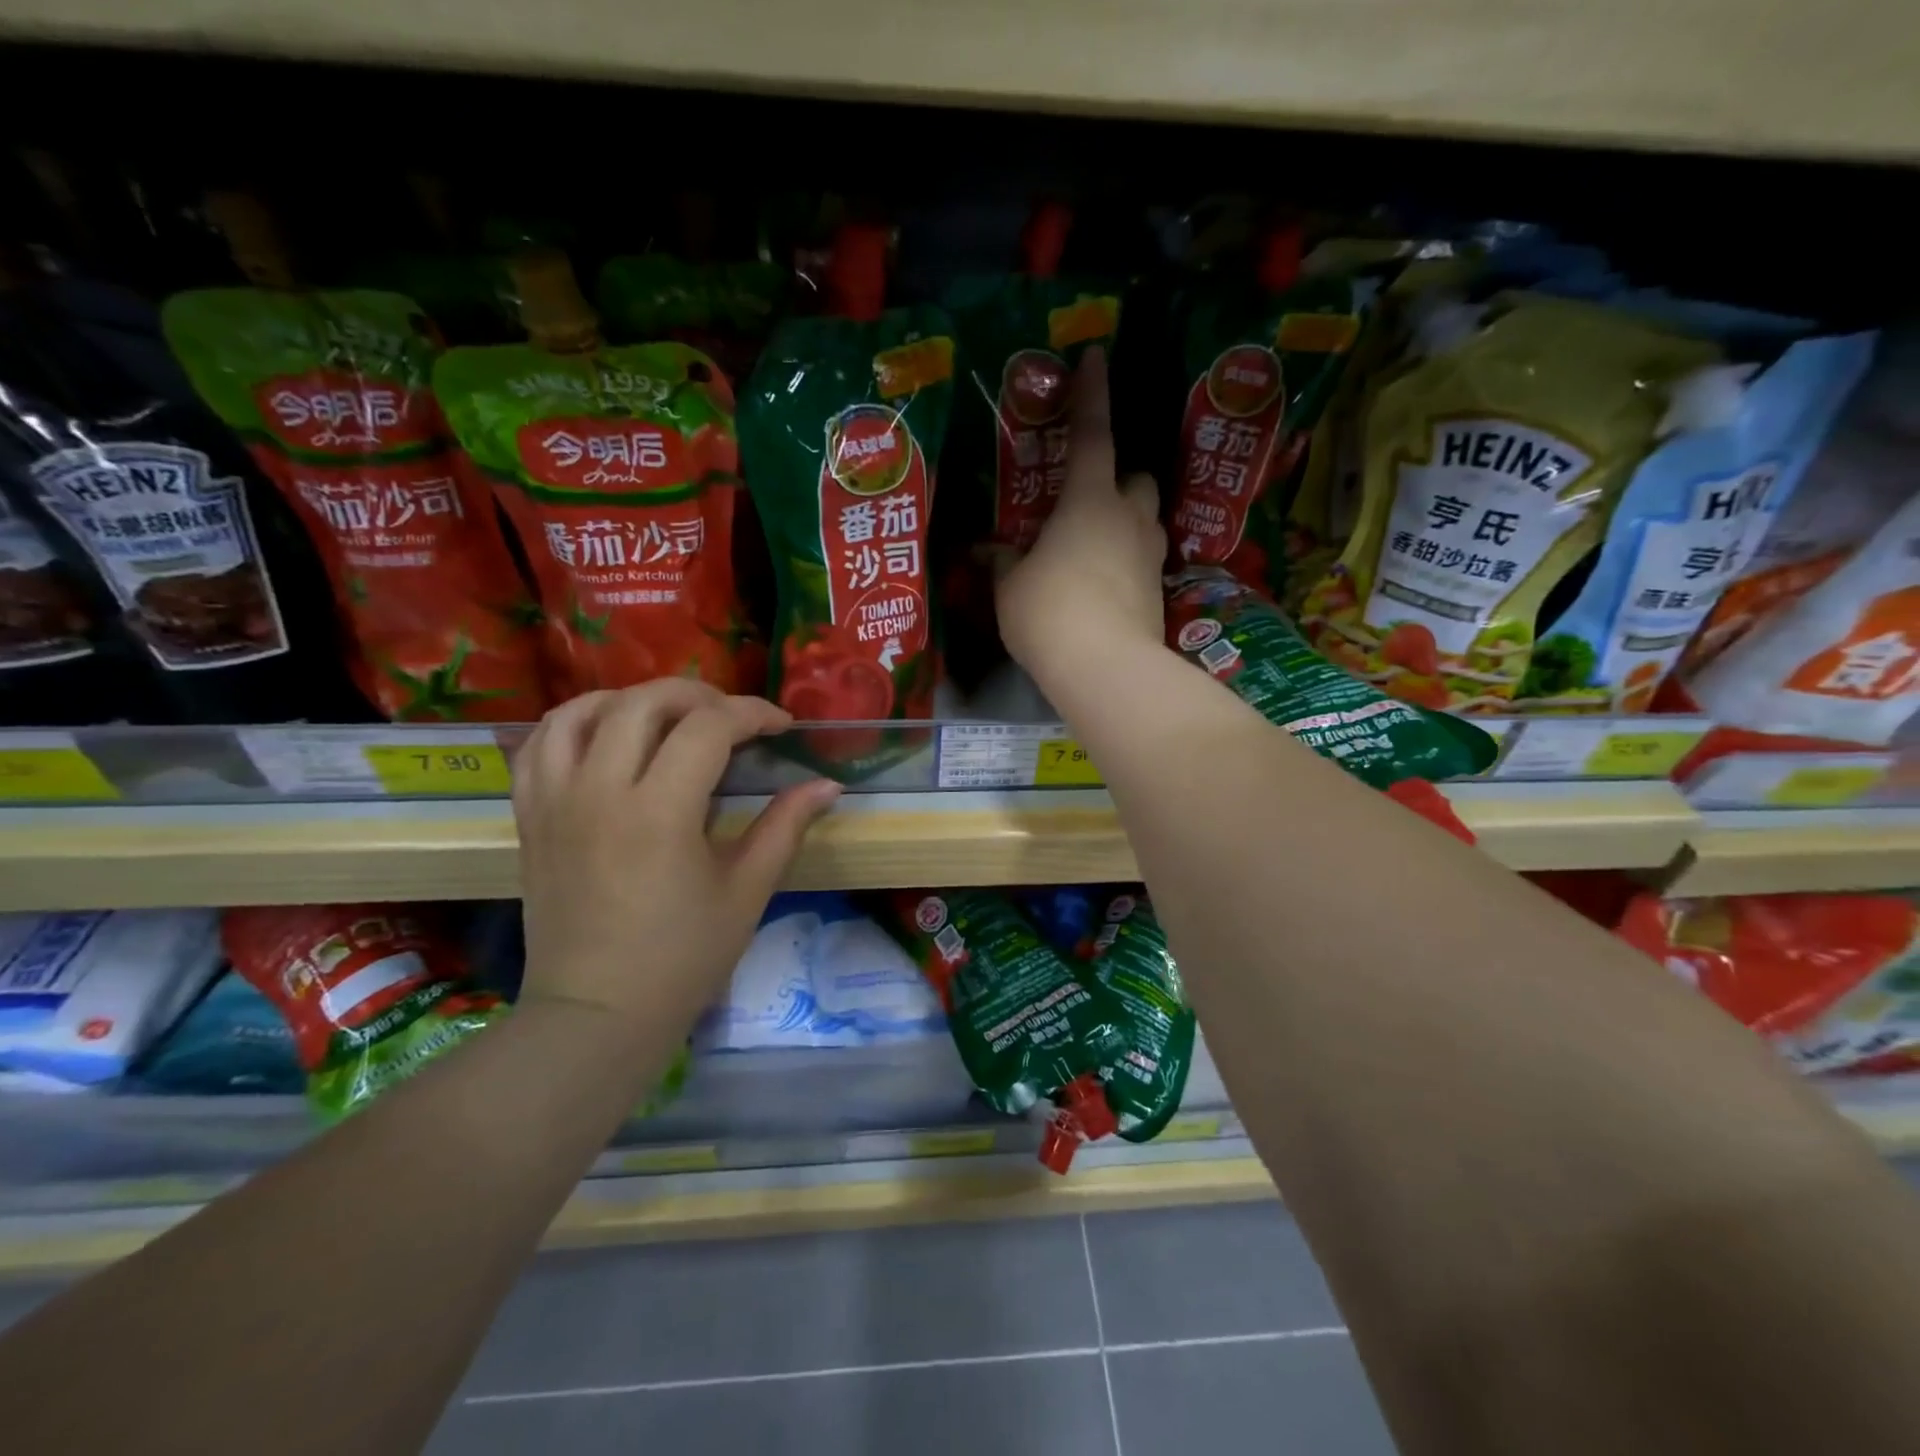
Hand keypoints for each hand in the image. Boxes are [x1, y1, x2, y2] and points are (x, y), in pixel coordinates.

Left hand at [512, 681, 840, 1032]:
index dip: (753, 713)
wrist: (595, 1016)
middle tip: (732, 718)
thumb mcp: (747, 891)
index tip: (781, 726)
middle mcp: (600, 791)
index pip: (709, 727)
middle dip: (699, 694)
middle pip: (645, 702)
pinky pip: (539, 744)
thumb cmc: (682, 958)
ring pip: (582, 710)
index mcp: (660, 812)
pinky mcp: (530, 817)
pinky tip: (605, 735)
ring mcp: (555, 801)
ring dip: (633, 699)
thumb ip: (785, 826)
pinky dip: (575, 722)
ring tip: (668, 718)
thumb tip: (828, 784)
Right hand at [993, 347, 1165, 689]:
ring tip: (1093, 550)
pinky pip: (1144, 561)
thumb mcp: (1011, 587)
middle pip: (1137, 479)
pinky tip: (1103, 588)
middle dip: (1119, 482)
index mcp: (1088, 500)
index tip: (1095, 356)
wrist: (1105, 668)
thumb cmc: (1048, 612)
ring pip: (1146, 520)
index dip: (1091, 394)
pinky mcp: (1159, 591)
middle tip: (1088, 503)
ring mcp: (1150, 555)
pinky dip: (1126, 563)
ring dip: (1126, 522)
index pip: (1092, 434)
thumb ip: (1006, 563)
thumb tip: (997, 554)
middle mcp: (1129, 518)